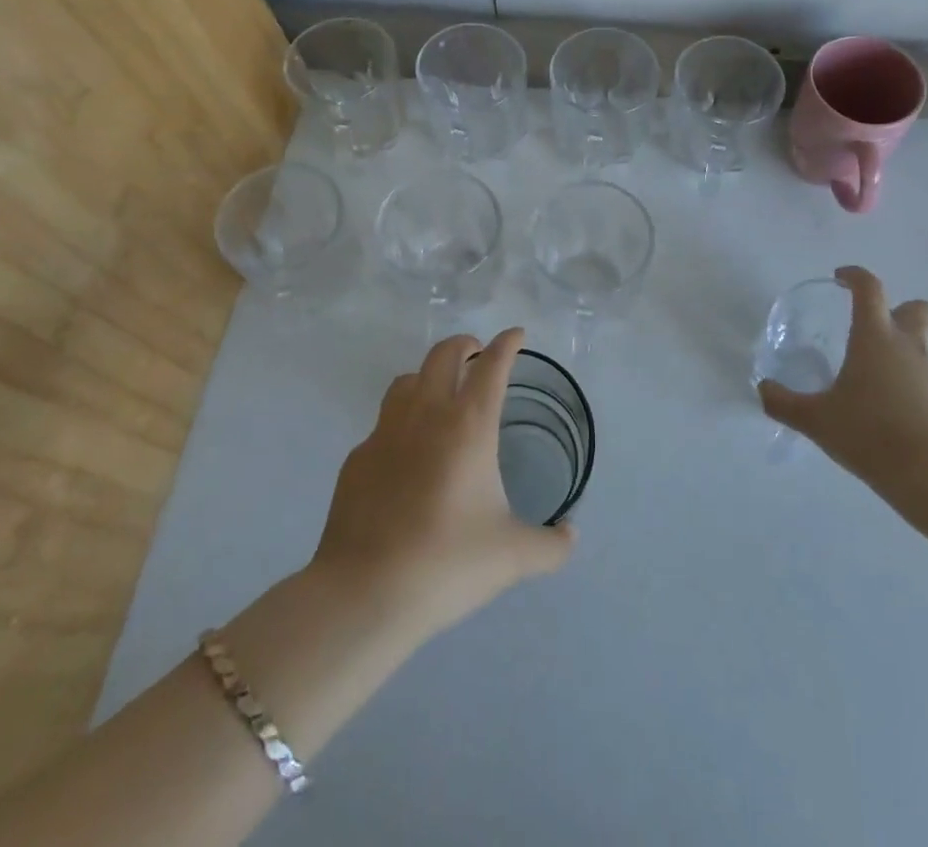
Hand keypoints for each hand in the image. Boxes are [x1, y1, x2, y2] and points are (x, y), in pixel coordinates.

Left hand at [312, 328, 575, 640]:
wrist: (365, 593)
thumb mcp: (512, 557)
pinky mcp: (357, 459)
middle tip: (477, 354)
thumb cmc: (448, 563)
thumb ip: (551, 545)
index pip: (492, 365)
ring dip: (427, 375)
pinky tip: (405, 455)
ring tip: (439, 394)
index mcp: (469, 425)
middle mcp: (426, 415)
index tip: (516, 335)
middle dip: (464, 344)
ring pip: (407, 380)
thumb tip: (571, 535)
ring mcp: (385, 433)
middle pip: (443, 354)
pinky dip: (400, 423)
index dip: (507, 343)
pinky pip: (382, 424)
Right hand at [758, 266, 927, 513]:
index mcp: (875, 338)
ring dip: (905, 356)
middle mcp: (909, 347)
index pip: (870, 289)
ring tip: (879, 388)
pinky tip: (898, 419)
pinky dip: (916, 391)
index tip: (841, 279)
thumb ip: (784, 403)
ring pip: (925, 349)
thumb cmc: (870, 433)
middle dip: (898, 311)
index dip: (855, 277)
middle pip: (916, 309)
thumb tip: (762, 389)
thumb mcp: (816, 420)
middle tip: (873, 331)